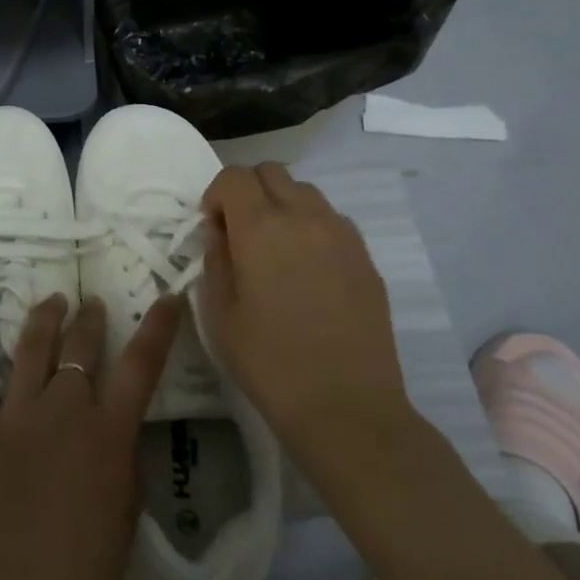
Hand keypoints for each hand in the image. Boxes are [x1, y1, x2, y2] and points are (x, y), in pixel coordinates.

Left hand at [0, 292, 180, 579]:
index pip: (140, 367)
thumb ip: (123, 470)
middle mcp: (62, 410)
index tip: (168, 298)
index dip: (158, 329)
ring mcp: (13, 415)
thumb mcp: (124, 524)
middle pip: (80, 347)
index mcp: (106, 433)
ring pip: (30, 348)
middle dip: (89, 318)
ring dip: (43, 319)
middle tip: (91, 303)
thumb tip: (116, 440)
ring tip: (52, 300)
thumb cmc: (77, 577)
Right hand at [199, 164, 415, 458]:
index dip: (216, 194)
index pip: (234, 176)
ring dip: (281, 205)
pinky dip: (311, 227)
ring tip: (275, 249)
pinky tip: (307, 270)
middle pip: (271, 172)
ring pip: (305, 191)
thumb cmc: (269, 362)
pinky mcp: (366, 258)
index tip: (213, 227)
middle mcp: (304, 217)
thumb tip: (220, 231)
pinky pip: (332, 220)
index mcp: (261, 228)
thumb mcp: (219, 313)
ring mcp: (342, 235)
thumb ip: (215, 258)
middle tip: (240, 232)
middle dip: (248, 191)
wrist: (346, 407)